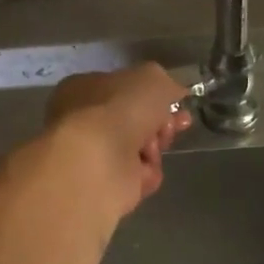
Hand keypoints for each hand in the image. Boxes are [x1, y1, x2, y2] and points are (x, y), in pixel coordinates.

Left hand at [45, 64, 193, 215]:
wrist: (97, 162)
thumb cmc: (119, 110)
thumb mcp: (152, 79)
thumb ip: (166, 83)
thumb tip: (174, 93)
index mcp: (86, 88)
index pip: (125, 89)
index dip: (154, 96)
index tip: (177, 103)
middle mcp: (86, 120)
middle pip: (136, 121)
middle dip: (159, 124)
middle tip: (171, 128)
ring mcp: (94, 154)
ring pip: (140, 149)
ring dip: (154, 149)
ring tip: (151, 151)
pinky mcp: (105, 184)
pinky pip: (138, 177)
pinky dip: (146, 174)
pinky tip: (143, 172)